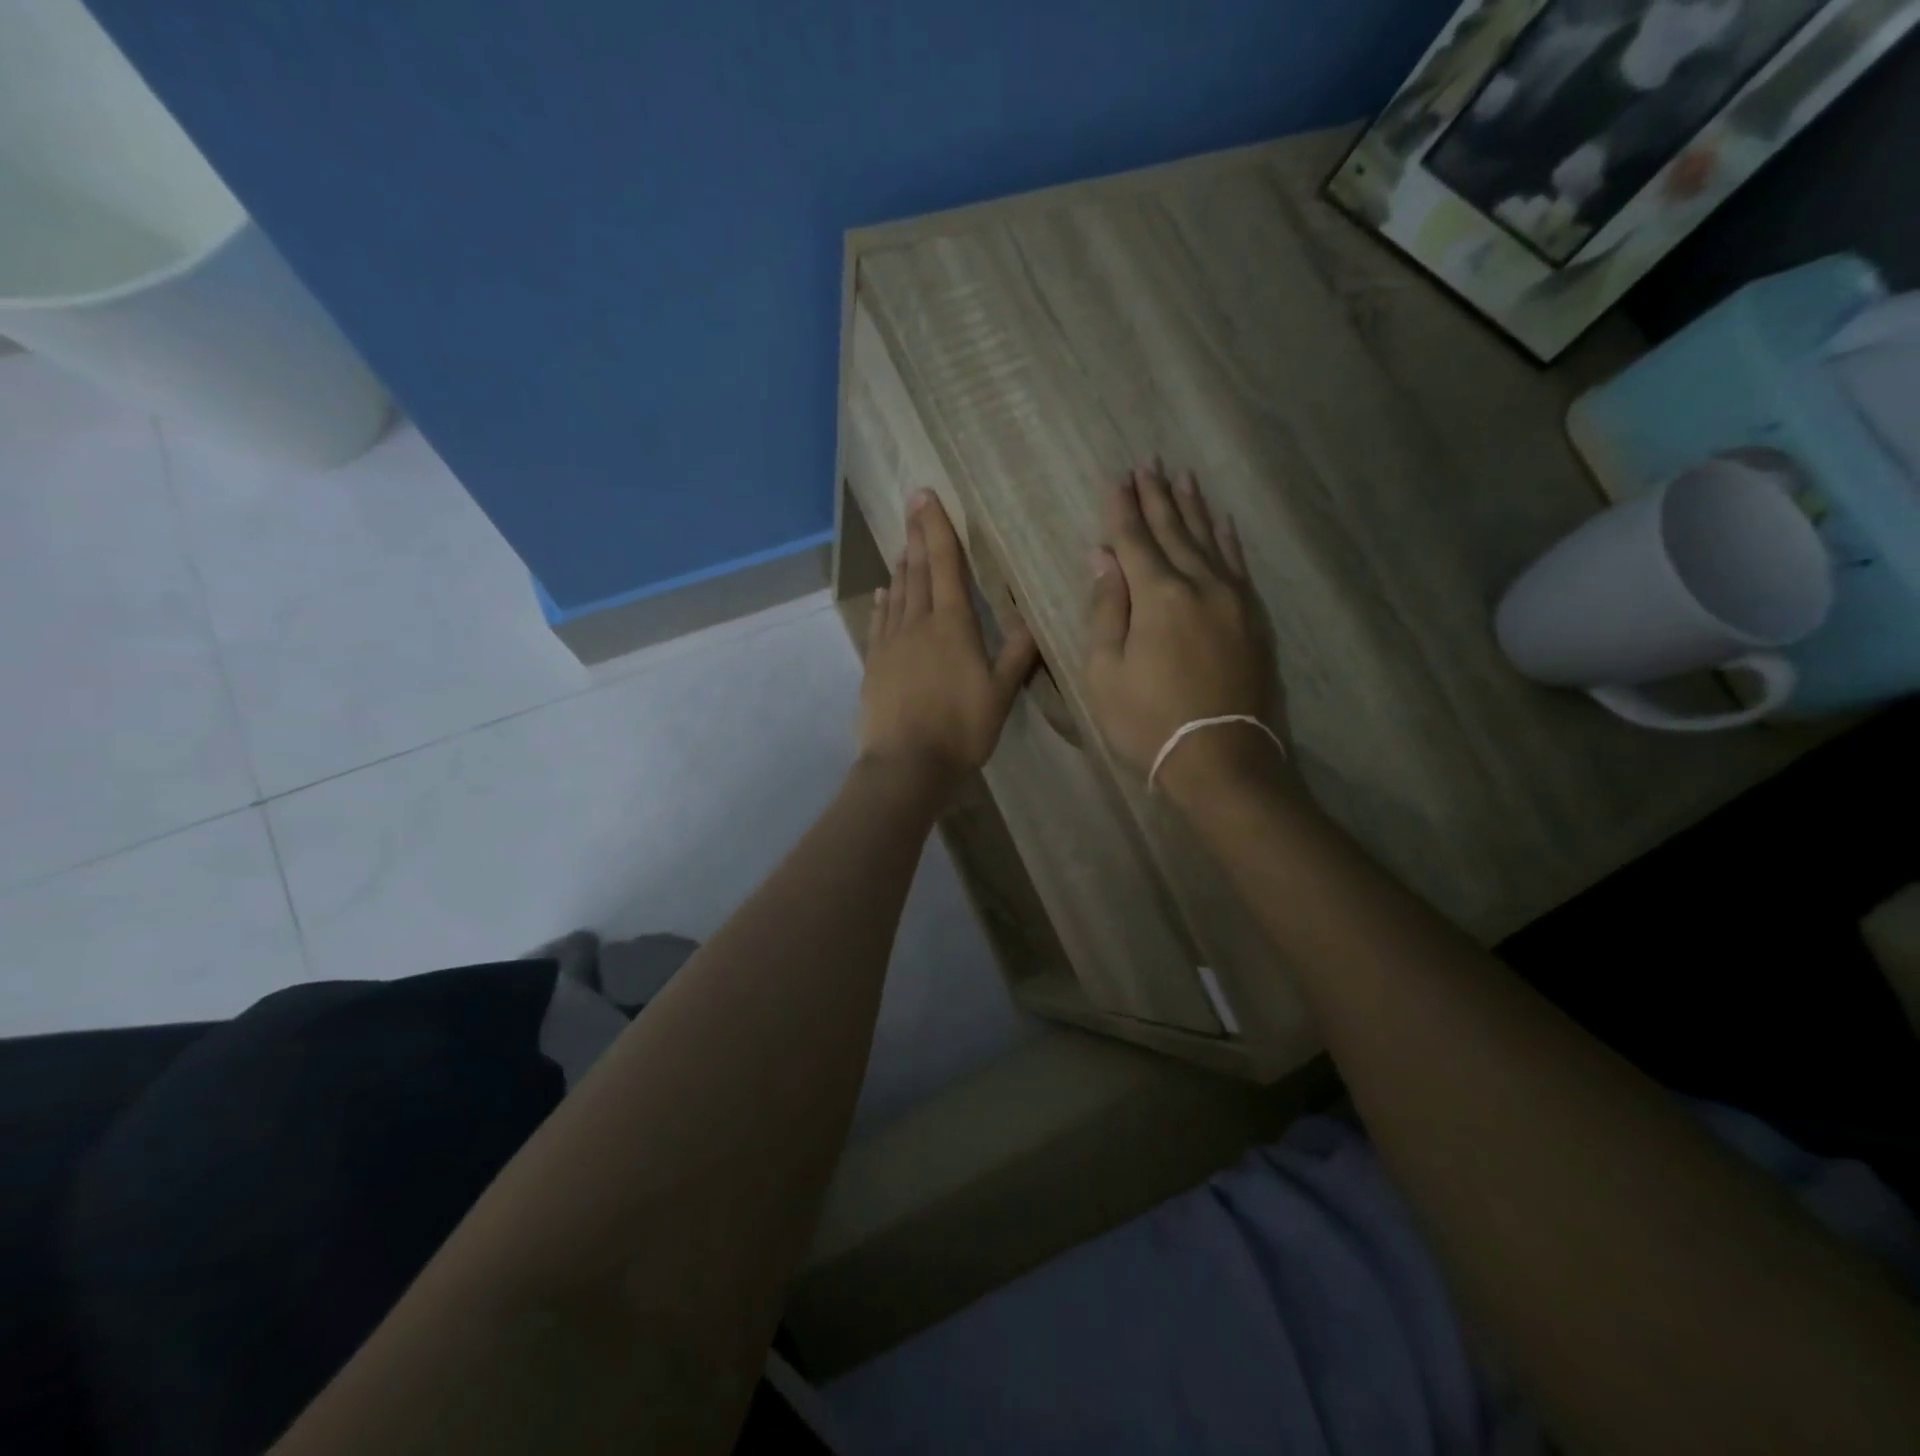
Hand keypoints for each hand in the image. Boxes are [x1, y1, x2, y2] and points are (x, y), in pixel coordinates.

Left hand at [861, 491, 1038, 798]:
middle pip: (917, 571)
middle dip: (917, 535)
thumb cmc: (961, 729)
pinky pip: (879, 624)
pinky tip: (883, 592)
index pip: (945, 565)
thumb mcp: (1001, 693)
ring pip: (897, 593)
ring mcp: (891, 644)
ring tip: (903, 542)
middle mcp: (918, 624)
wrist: (906, 765)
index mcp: (952, 625)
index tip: (927, 496)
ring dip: (902, 565)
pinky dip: (883, 603)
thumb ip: (1017, 653)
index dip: (938, 529)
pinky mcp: (874, 665)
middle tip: (913, 502)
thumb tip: (1031, 616)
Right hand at [1083, 465, 1284, 802]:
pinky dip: (1227, 539)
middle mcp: (1199, 585)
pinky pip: (1239, 565)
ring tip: (1182, 478)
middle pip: (1174, 532)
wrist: (1221, 758)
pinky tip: (1222, 522)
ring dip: (1193, 508)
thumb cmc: (1148, 720)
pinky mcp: (1254, 619)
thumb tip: (1102, 558)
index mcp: (1158, 596)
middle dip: (1158, 497)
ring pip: (1210, 540)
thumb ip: (1106, 609)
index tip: (1117, 478)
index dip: (1122, 509)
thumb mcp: (1105, 672)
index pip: (1134, 540)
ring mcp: (1233, 600)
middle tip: (1149, 463)